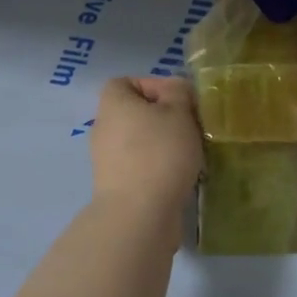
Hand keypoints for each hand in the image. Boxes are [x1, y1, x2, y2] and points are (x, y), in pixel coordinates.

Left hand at [89, 76, 203, 217]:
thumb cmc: (159, 153)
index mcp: (112, 104)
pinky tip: (183, 177)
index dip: (154, 85)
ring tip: (193, 154)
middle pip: (136, 113)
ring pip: (141, 142)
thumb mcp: (178, 112)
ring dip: (166, 145)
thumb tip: (174, 91)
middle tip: (192, 127)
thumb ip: (179, 92)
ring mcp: (107, 160)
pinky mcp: (117, 186)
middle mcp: (104, 128)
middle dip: (166, 118)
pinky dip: (160, 169)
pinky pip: (142, 167)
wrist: (139, 215)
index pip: (127, 82)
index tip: (180, 100)